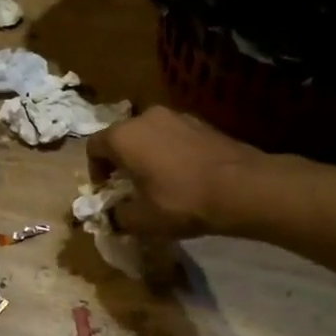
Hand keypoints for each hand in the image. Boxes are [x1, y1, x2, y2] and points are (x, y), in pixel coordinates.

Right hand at [86, 106, 267, 237]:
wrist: (242, 187)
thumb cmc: (182, 201)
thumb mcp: (143, 220)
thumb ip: (119, 216)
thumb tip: (114, 216)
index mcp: (123, 136)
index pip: (93, 147)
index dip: (95, 171)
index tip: (108, 192)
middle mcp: (144, 117)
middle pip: (121, 137)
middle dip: (122, 161)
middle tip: (131, 187)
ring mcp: (175, 116)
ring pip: (149, 134)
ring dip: (147, 155)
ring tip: (160, 182)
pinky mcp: (200, 122)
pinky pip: (173, 135)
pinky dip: (171, 151)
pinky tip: (185, 175)